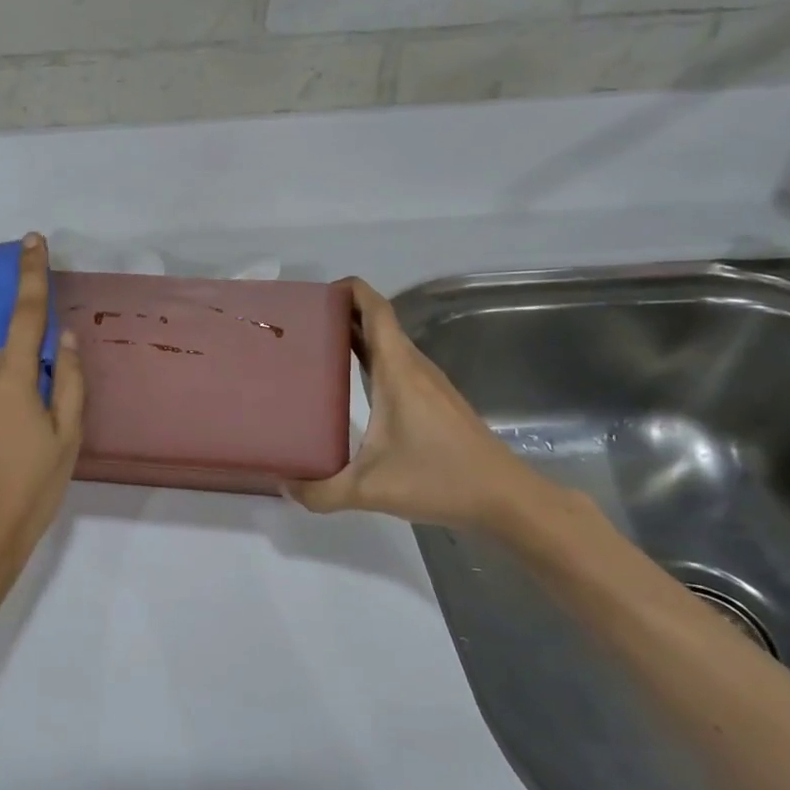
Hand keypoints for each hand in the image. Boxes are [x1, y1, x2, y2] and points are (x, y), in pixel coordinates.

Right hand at [290, 278, 552, 532]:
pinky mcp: (435, 400)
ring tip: (316, 348)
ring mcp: (428, 383)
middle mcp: (413, 368)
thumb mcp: (369, 490)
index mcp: (397, 371)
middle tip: (299, 325)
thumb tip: (282, 485)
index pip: (375, 310)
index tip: (314, 294)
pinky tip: (350, 384)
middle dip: (340, 313)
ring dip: (355, 336)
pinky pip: (397, 363)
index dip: (349, 290)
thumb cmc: (440, 481)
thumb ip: (319, 491)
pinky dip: (370, 358)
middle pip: (378, 322)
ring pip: (388, 343)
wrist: (507, 499)